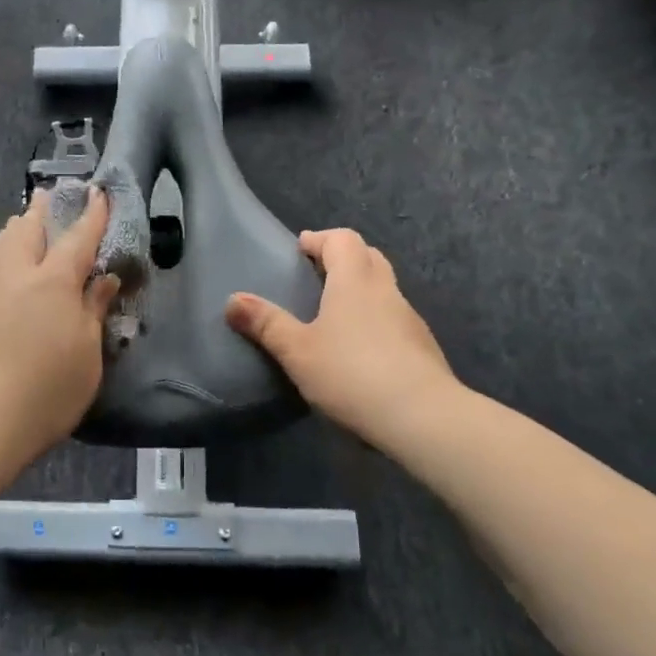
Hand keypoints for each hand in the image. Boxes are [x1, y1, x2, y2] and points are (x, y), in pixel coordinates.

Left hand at [0, 187, 120, 469]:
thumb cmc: (42, 394)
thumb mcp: (86, 358)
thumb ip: (93, 312)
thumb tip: (103, 279)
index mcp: (54, 282)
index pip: (78, 237)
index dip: (92, 214)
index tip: (98, 192)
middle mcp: (16, 273)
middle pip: (29, 227)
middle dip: (43, 209)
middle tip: (51, 197)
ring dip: (15, 227)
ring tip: (23, 224)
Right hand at [225, 228, 457, 448]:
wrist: (423, 417)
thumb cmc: (352, 373)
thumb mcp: (297, 351)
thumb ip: (266, 324)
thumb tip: (233, 299)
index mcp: (355, 280)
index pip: (342, 239)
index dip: (319, 239)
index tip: (300, 249)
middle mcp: (385, 290)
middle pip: (367, 256)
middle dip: (342, 258)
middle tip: (316, 275)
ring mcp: (409, 318)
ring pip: (384, 288)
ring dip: (361, 289)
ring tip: (334, 314)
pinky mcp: (422, 347)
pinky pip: (394, 318)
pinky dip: (375, 319)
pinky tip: (361, 349)